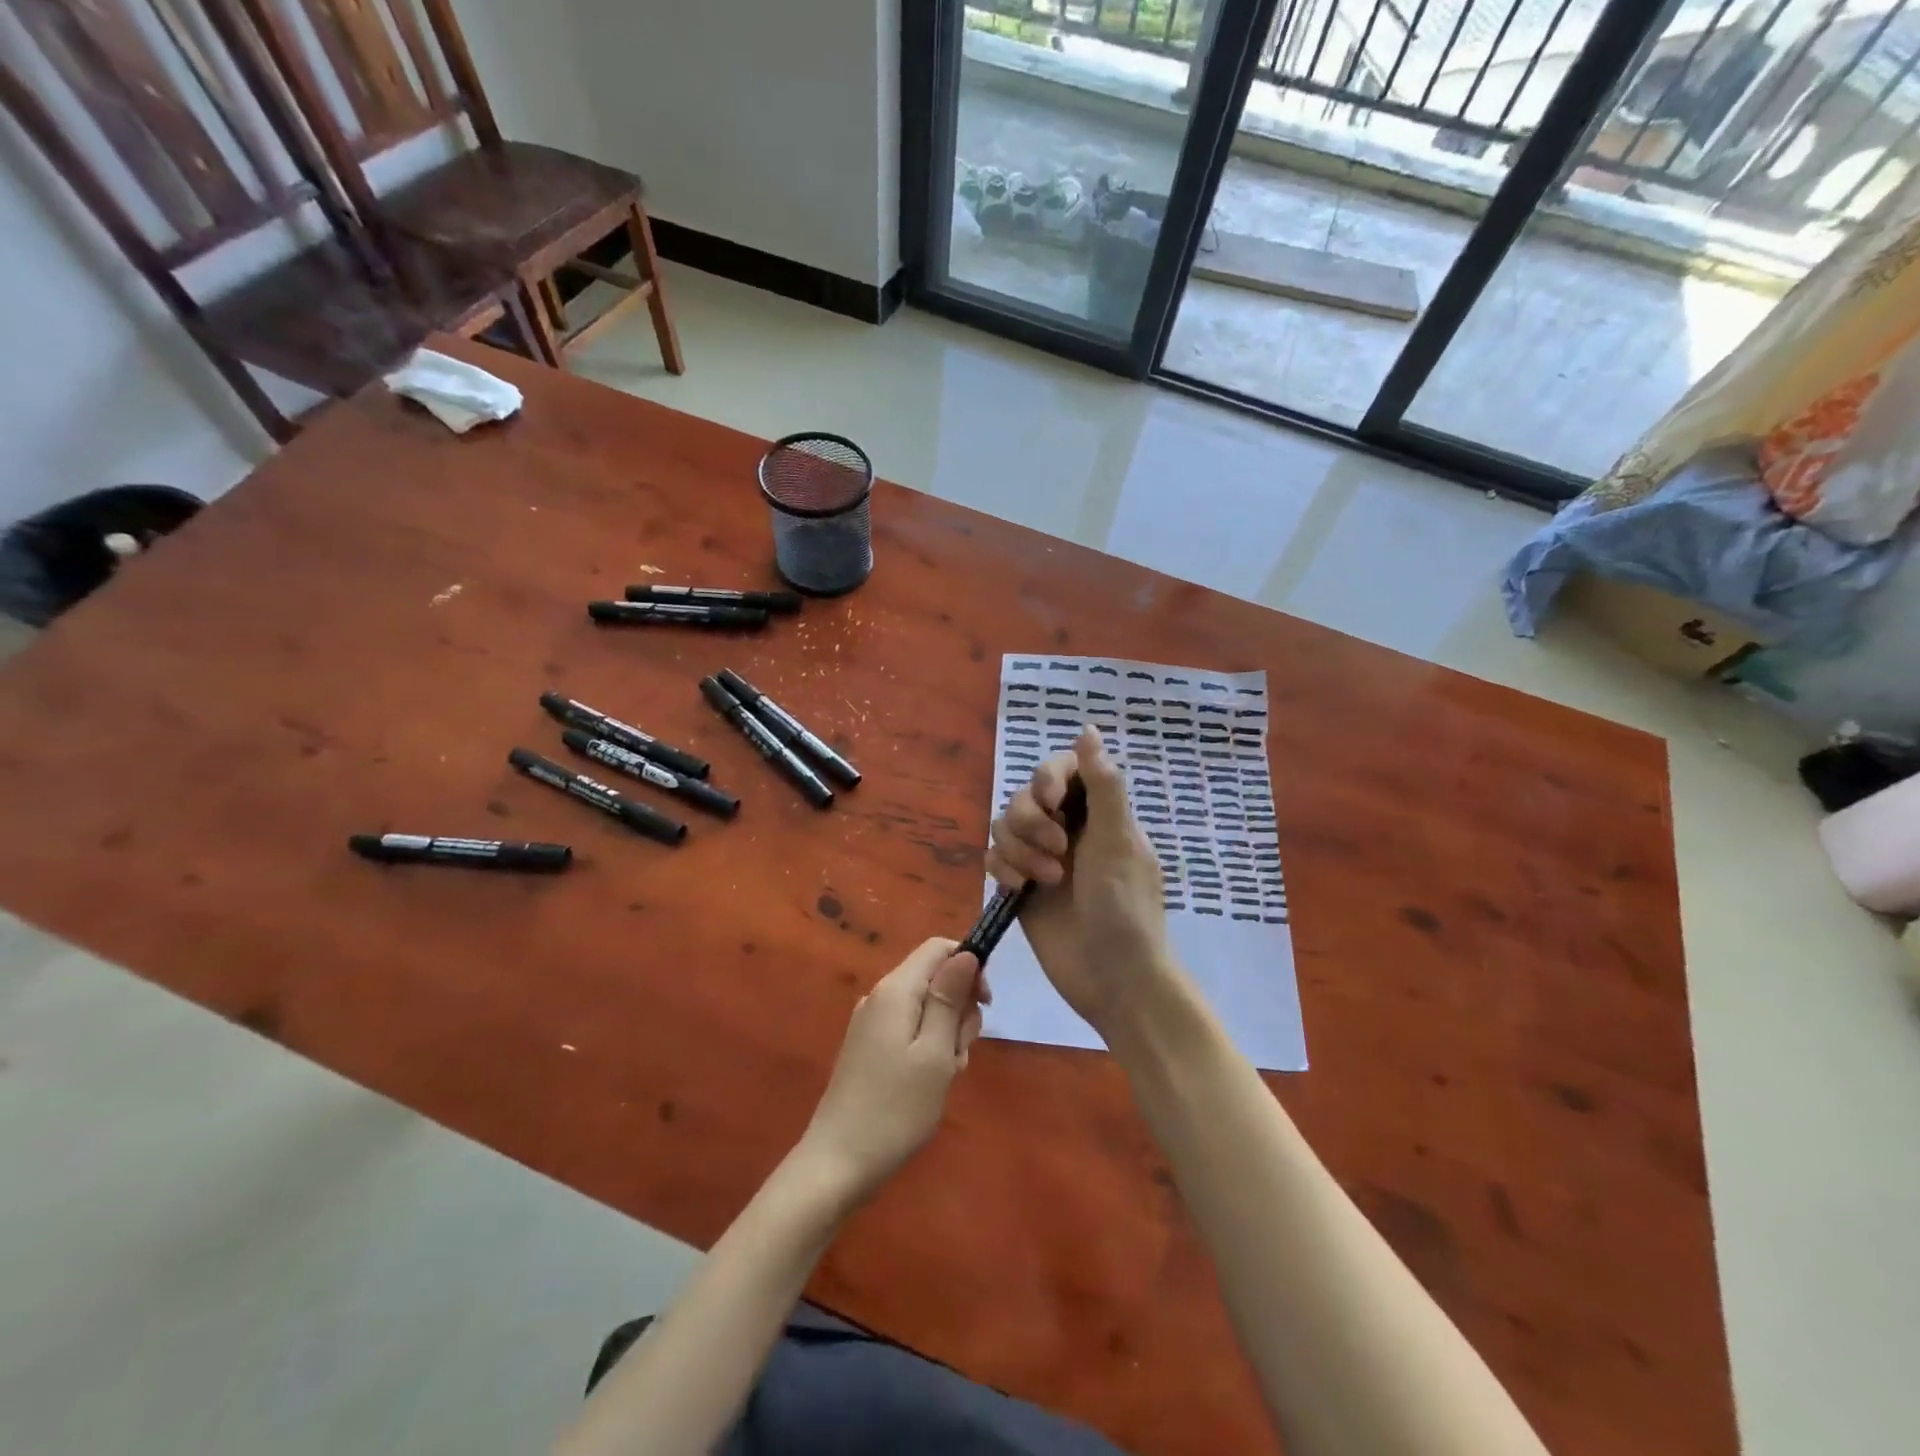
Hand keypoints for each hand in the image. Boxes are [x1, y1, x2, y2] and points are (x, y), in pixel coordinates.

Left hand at [797, 938, 984, 1204]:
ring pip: (926, 1007)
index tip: (985, 1004)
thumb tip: (966, 953)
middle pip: (935, 978)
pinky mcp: (869, 1047)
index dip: (969, 965)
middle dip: (959, 1009)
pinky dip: (928, 1049)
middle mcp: (880, 996)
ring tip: (943, 1076)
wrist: (837, 1163)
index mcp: (896, 990)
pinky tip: (928, 1084)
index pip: (939, 948)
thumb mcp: (935, 1052)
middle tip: (958, 1054)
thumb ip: (950, 998)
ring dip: (946, 1035)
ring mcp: (872, 1022)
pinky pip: (910, 1030)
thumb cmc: (895, 1108)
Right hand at [986, 726, 1175, 1039]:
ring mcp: (1041, 858)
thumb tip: (1089, 728)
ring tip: (1046, 880)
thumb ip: (1103, 784)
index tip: (1053, 802)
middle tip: (1057, 850)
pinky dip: (1002, 869)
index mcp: (1097, 813)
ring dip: (1018, 849)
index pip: (1061, 769)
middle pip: (1025, 795)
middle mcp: (1067, 829)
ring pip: (1004, 825)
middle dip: (1032, 820)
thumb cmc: (1124, 906)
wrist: (1112, 978)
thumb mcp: (1119, 840)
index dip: (1049, 778)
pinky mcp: (1020, 886)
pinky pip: (993, 858)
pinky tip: (1019, 891)